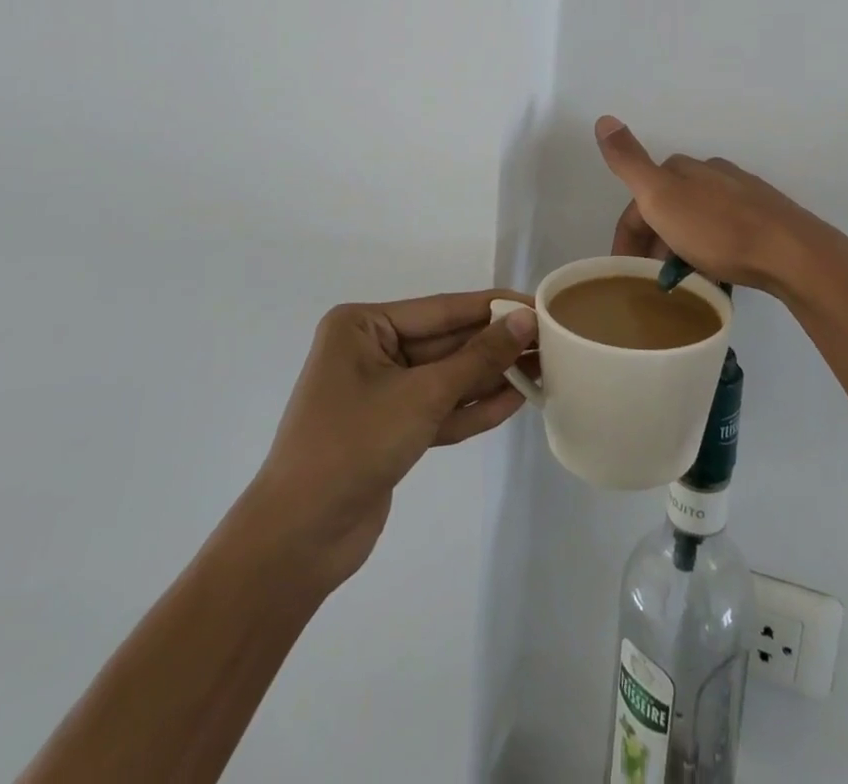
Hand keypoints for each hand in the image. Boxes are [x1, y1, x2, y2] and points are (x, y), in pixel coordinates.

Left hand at [252, 291, 537, 592]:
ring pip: (447, 376)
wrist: (297, 541)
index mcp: (363, 326)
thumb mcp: (422, 395)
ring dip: (490, 377)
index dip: (494, 308)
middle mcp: (371, 350)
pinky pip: (439, 408)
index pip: (443, 309)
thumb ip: (478, 358)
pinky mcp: (392, 429)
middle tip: (550, 342)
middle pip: (447, 342)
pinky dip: (472, 407)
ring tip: (543, 370)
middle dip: (496, 346)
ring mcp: (381, 391)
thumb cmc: (352, 446)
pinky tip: (515, 402)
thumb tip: (526, 320)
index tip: (540, 305)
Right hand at [594, 115, 847, 301]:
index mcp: (683, 168)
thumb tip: (603, 118)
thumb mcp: (662, 196)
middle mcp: (712, 174)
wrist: (791, 253)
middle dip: (653, 243)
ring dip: (680, 249)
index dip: (627, 236)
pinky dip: (709, 253)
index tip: (625, 273)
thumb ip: (629, 161)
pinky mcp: (764, 220)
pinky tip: (715, 274)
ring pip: (696, 222)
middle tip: (651, 282)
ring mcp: (741, 195)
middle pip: (668, 209)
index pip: (640, 200)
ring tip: (682, 284)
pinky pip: (723, 235)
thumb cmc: (719, 230)